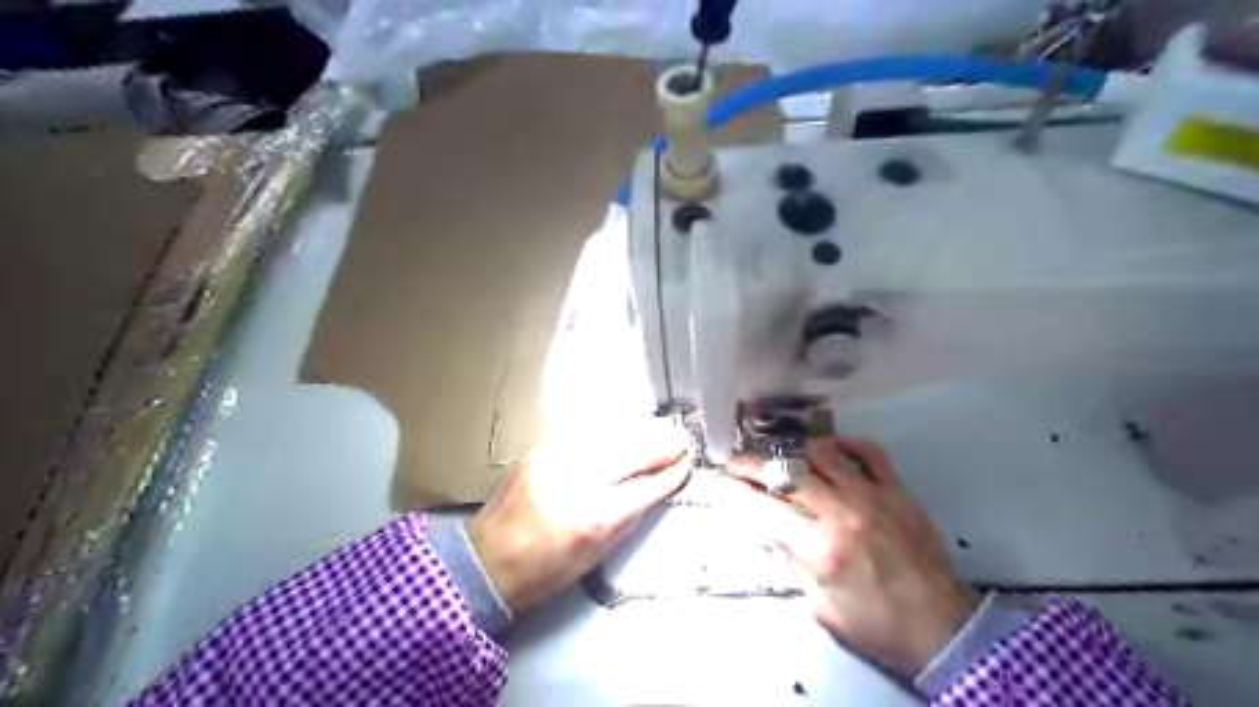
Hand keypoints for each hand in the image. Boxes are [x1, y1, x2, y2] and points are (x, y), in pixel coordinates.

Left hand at [470, 438, 686, 611]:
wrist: (484, 561)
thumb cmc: (541, 573)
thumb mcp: (594, 558)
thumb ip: (626, 521)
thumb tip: (652, 493)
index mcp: (593, 518)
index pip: (644, 487)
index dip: (670, 476)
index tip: (686, 467)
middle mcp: (576, 481)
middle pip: (631, 454)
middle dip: (661, 448)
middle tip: (680, 445)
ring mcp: (555, 460)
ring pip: (610, 436)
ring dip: (639, 434)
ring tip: (658, 434)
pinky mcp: (540, 451)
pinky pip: (585, 434)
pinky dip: (610, 432)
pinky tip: (623, 432)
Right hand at [723, 434, 976, 676]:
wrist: (944, 629)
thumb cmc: (877, 626)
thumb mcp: (821, 606)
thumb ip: (793, 562)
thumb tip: (772, 529)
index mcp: (821, 550)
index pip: (763, 509)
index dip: (732, 490)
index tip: (714, 478)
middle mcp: (842, 514)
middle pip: (786, 473)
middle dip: (751, 463)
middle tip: (734, 460)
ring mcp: (872, 496)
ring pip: (822, 453)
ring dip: (793, 451)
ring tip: (779, 455)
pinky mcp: (897, 491)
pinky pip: (869, 452)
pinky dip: (845, 444)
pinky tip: (830, 448)